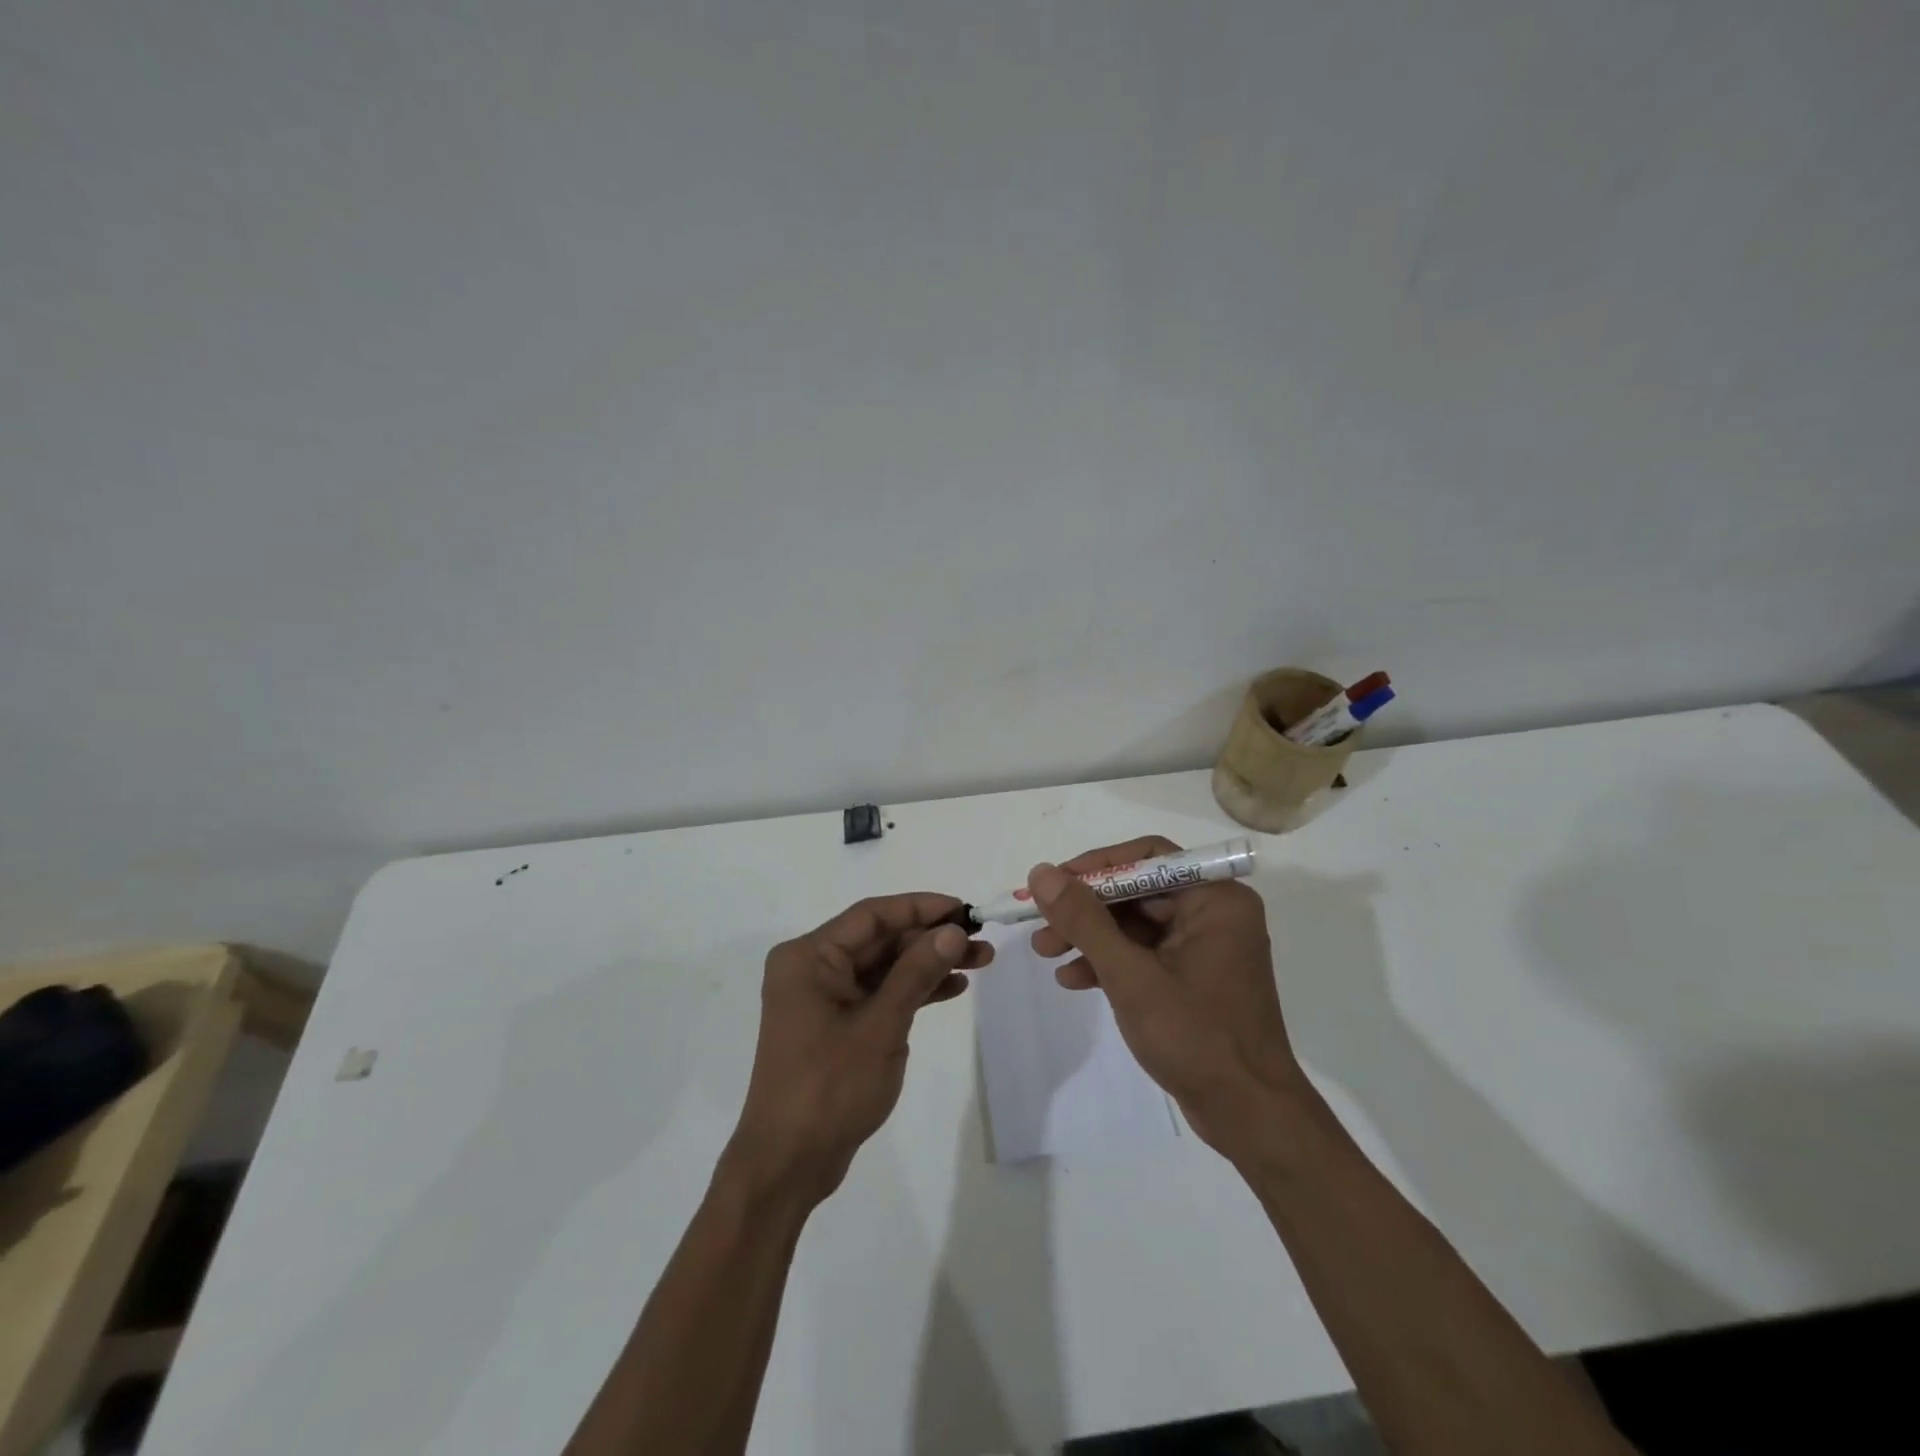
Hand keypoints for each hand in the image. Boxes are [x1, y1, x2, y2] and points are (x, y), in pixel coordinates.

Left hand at [727, 894, 992, 1205]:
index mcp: (809, 956)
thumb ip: (917, 972)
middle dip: (931, 938)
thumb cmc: (829, 1087)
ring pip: (884, 966)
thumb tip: (953, 930)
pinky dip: (912, 990)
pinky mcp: (836, 1023)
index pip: (872, 915)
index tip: (965, 909)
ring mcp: (823, 997)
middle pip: (880, 939)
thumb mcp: (881, 1026)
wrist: (788, 1163)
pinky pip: (879, 993)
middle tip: (981, 941)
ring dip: (928, 963)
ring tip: (980, 961)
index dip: (921, 907)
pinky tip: (952, 988)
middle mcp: (812, 967)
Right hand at [1028, 837, 1307, 1158]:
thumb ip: (1084, 921)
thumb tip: (1042, 873)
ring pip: (1135, 924)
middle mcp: (1213, 913)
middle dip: (1085, 909)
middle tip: (1039, 923)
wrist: (1249, 1117)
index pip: (1148, 858)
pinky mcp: (1193, 978)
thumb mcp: (1130, 975)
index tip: (1053, 884)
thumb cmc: (1196, 1037)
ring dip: (1090, 937)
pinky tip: (1072, 980)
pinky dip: (1109, 962)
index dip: (1096, 866)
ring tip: (1045, 953)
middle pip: (1137, 891)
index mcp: (1215, 899)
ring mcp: (1204, 947)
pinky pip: (1144, 954)